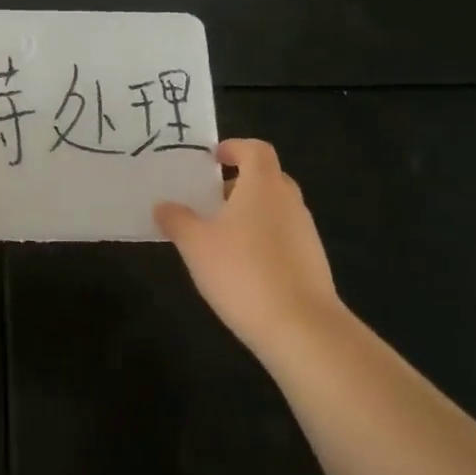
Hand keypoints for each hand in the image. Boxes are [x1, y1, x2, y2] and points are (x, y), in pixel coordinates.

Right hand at [156, 139, 346, 358]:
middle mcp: (289, 201)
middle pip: (268, 177)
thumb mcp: (195, 244)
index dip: (234, 148)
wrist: (299, 326)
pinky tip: (242, 266)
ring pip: (276, 208)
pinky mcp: (312, 261)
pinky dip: (263, 239)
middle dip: (239, 182)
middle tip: (210, 198)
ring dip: (251, 212)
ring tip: (220, 235)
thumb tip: (163, 205)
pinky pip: (284, 236)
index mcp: (263, 186)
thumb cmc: (241, 271)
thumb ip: (177, 220)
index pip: (256, 149)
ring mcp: (305, 232)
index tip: (212, 159)